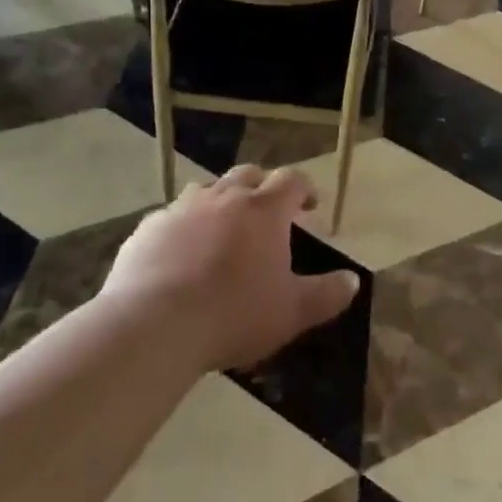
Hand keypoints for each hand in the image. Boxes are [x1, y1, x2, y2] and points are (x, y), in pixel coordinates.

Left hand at [101, 165, 359, 372]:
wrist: (152, 326)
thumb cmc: (234, 314)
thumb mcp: (292, 312)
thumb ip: (327, 294)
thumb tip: (353, 281)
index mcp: (264, 210)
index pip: (292, 180)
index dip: (304, 188)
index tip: (310, 204)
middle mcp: (224, 197)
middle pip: (248, 175)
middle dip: (262, 186)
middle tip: (268, 211)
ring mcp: (181, 209)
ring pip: (207, 189)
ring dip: (221, 200)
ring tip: (223, 228)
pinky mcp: (148, 228)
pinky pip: (171, 217)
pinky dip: (183, 226)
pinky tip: (180, 253)